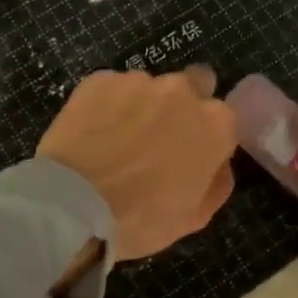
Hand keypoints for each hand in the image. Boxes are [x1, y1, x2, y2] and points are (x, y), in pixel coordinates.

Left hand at [38, 66, 238, 261]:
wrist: (73, 205)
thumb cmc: (140, 218)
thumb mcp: (194, 217)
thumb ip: (216, 183)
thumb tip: (218, 164)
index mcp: (215, 124)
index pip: (223, 118)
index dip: (207, 135)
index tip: (190, 153)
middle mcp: (182, 91)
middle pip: (193, 85)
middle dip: (181, 105)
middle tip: (158, 138)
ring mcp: (139, 81)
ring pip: (149, 87)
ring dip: (141, 106)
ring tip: (116, 140)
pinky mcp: (100, 79)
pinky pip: (111, 89)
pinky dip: (107, 105)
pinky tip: (92, 133)